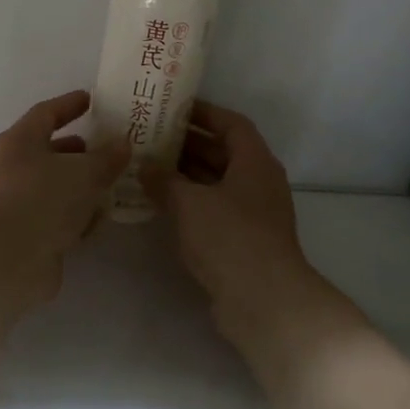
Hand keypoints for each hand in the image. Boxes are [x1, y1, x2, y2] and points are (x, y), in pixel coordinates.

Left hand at [0, 89, 128, 304]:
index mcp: (19, 141)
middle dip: (77, 152)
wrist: (7, 258)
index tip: (90, 99)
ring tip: (109, 187)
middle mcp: (10, 168)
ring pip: (51, 187)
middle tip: (105, 150)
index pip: (46, 113)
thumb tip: (122, 144)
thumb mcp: (85, 172)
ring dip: (78, 187)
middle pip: (47, 152)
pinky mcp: (21, 234)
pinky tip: (96, 222)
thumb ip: (107, 158)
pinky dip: (73, 216)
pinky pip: (52, 217)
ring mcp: (13, 203)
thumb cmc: (44, 198)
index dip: (69, 105)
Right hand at [142, 100, 327, 346]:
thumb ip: (164, 180)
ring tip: (150, 166)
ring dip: (187, 174)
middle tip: (152, 136)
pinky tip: (162, 204)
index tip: (174, 108)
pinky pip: (215, 209)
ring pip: (217, 183)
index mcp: (255, 162)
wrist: (264, 301)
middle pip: (224, 152)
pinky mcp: (244, 240)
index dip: (205, 113)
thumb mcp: (189, 203)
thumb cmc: (229, 238)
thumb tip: (145, 165)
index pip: (232, 124)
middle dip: (189, 144)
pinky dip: (191, 202)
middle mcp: (258, 182)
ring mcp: (253, 214)